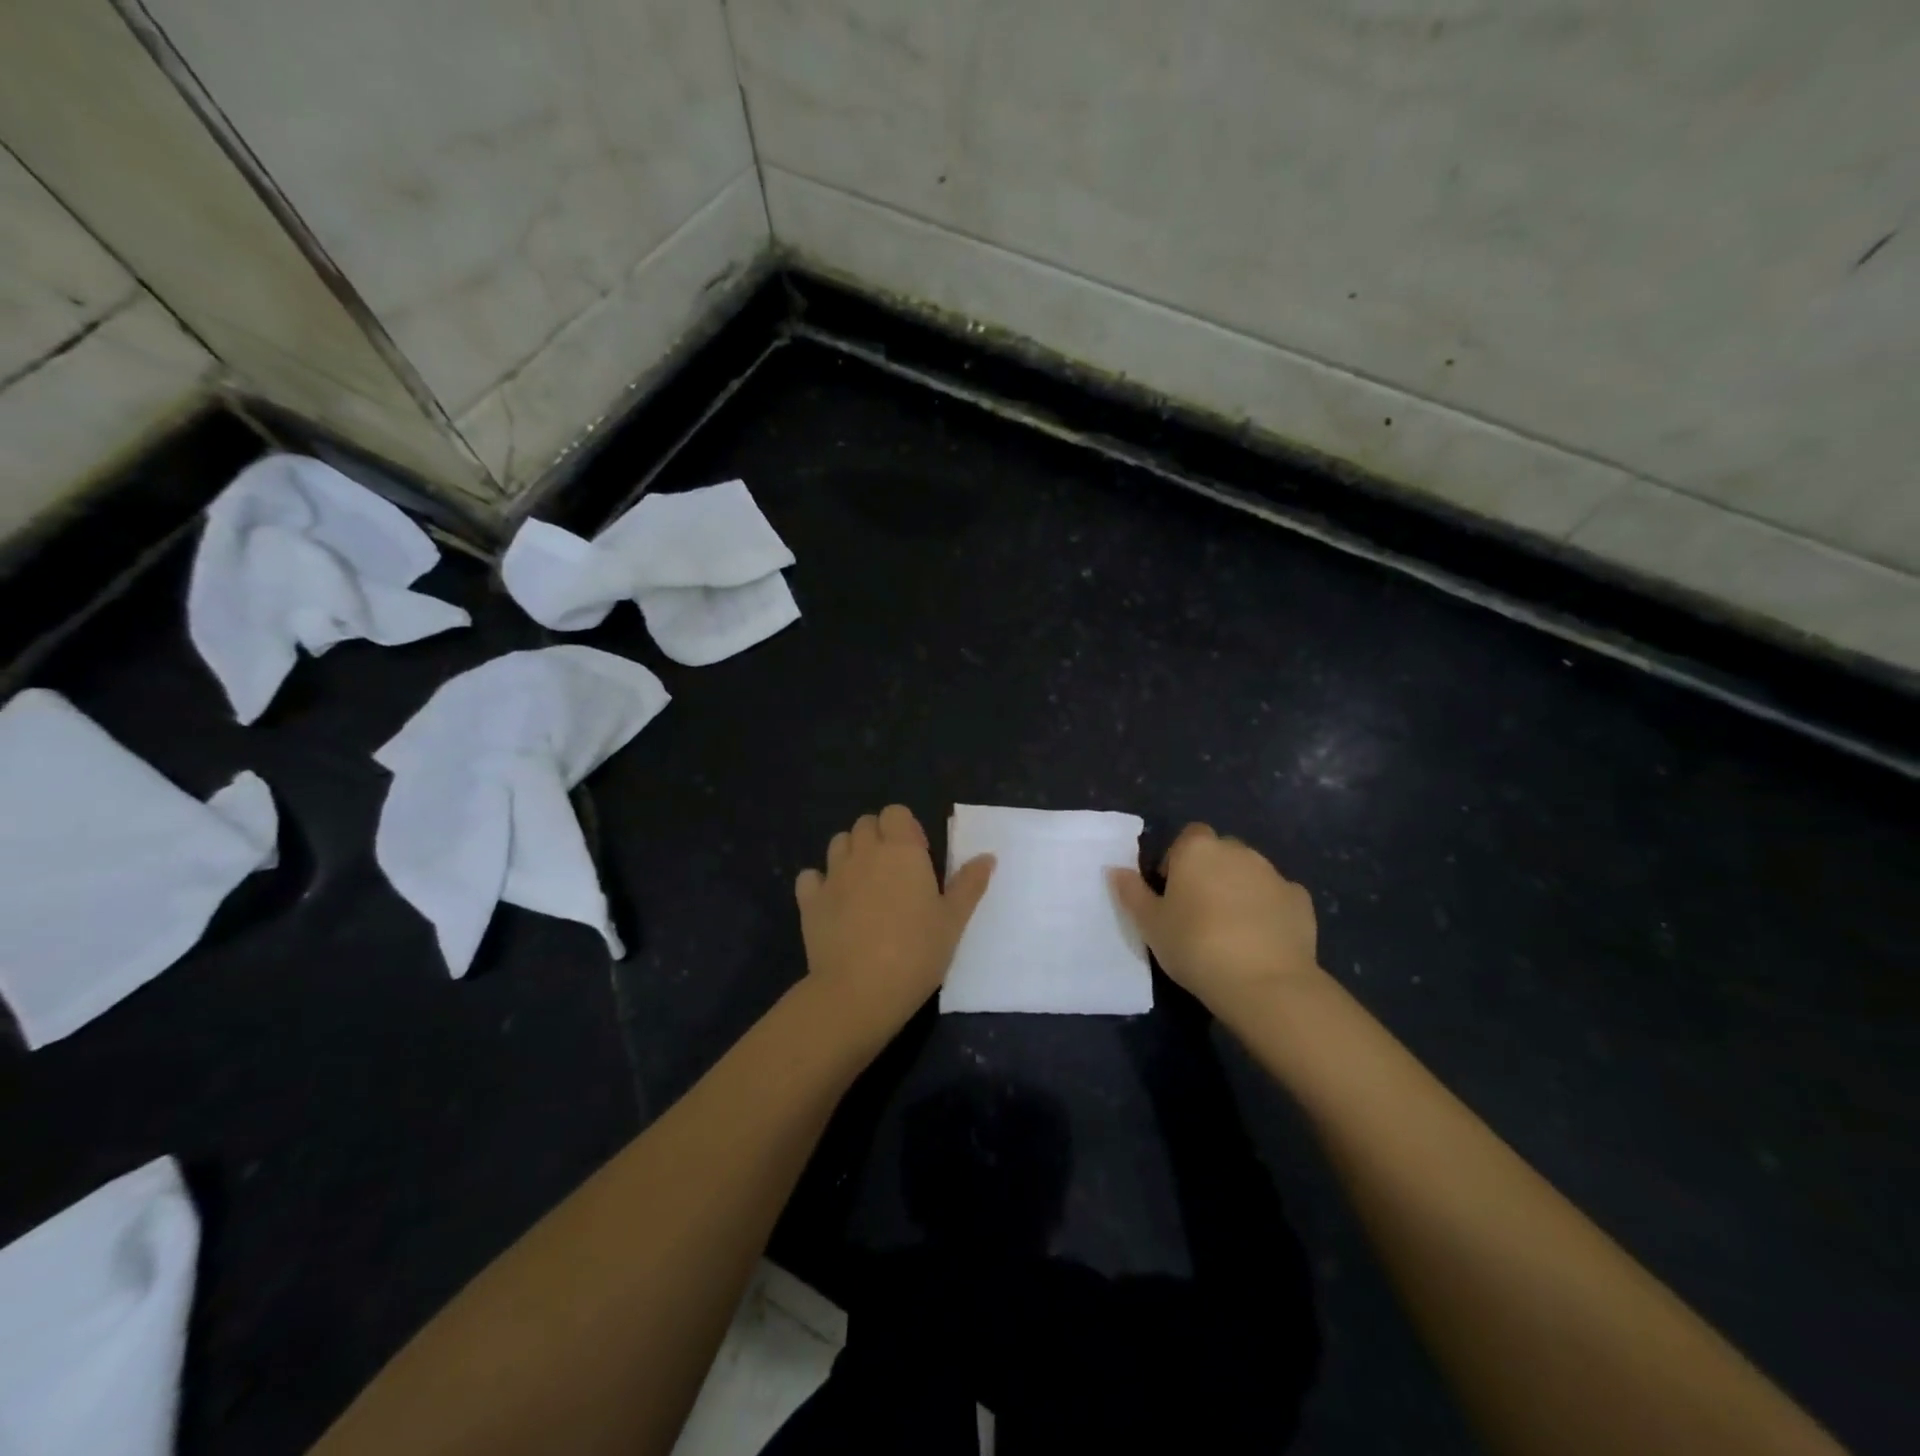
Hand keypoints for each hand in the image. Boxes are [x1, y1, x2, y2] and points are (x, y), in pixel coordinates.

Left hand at [795, 805, 994, 1045]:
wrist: (859, 991)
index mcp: (902, 850)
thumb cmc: (916, 952)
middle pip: (865, 824)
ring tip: (865, 886)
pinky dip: (820, 883)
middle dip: (878, 838)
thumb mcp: (954, 921)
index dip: (906, 828)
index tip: (918, 858)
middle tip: (894, 873)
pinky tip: (833, 903)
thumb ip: (969, 884)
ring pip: (838, 844)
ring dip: (851, 855)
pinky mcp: (809, 901)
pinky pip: (810, 877)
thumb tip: (987, 856)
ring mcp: (833, 875)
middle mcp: (864, 853)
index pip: (896, 812)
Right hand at [1109, 823, 1321, 1013]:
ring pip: (1250, 873)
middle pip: (1220, 852)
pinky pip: (1277, 897)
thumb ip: (1132, 893)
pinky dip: (1269, 909)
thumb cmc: (1195, 946)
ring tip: (1230, 929)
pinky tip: (1261, 939)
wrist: (1264, 983)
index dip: (1178, 860)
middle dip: (1210, 872)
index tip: (1172, 893)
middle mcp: (1238, 851)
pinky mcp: (1301, 900)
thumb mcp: (1150, 924)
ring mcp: (1273, 874)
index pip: (1188, 837)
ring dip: (1239, 889)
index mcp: (1198, 849)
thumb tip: (1116, 870)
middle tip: (1197, 911)